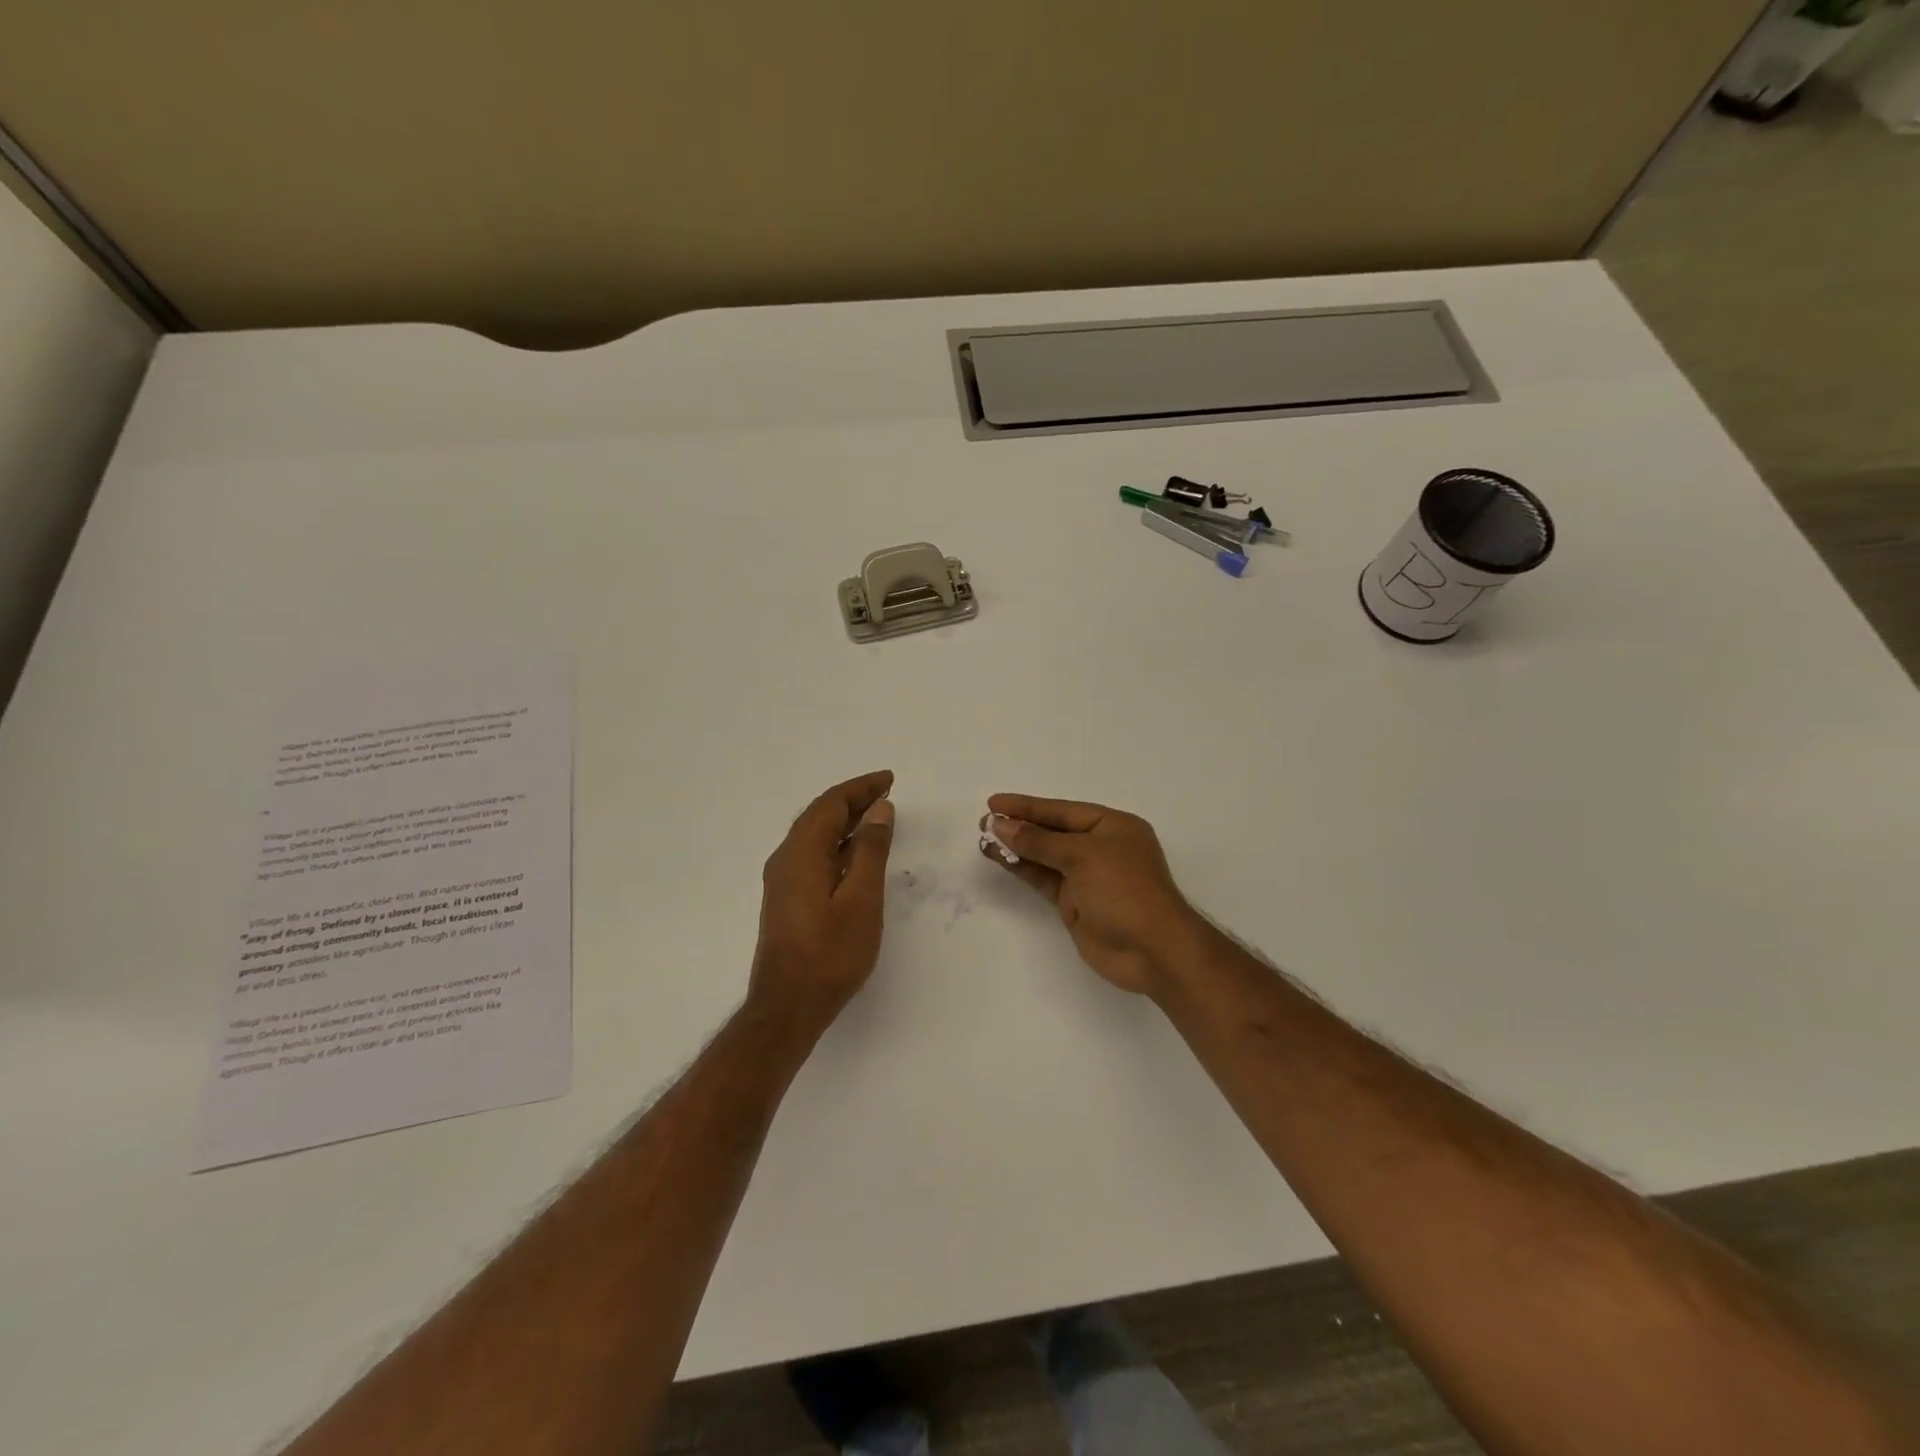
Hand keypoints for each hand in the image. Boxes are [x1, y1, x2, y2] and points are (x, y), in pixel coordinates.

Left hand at [750, 770, 895, 1030]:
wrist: (788, 1006)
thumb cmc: (830, 953)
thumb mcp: (861, 899)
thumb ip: (871, 850)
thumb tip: (878, 809)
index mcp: (802, 852)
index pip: (831, 804)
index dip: (861, 787)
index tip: (889, 780)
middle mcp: (786, 858)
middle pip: (819, 815)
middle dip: (853, 800)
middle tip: (886, 793)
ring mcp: (782, 880)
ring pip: (814, 835)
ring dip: (845, 820)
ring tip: (877, 817)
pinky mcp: (786, 898)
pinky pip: (812, 854)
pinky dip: (836, 842)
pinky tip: (855, 855)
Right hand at [980, 794, 1207, 995]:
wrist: (1152, 951)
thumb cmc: (1124, 890)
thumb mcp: (1083, 855)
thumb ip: (1040, 841)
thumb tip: (1002, 826)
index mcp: (1112, 826)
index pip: (1062, 811)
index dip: (1027, 806)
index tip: (994, 803)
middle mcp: (1100, 847)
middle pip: (1052, 831)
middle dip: (1019, 826)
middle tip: (983, 822)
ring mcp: (1087, 877)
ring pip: (1044, 856)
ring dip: (1016, 848)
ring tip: (983, 839)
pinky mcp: (1075, 903)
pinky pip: (1044, 879)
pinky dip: (1022, 869)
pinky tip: (1000, 859)